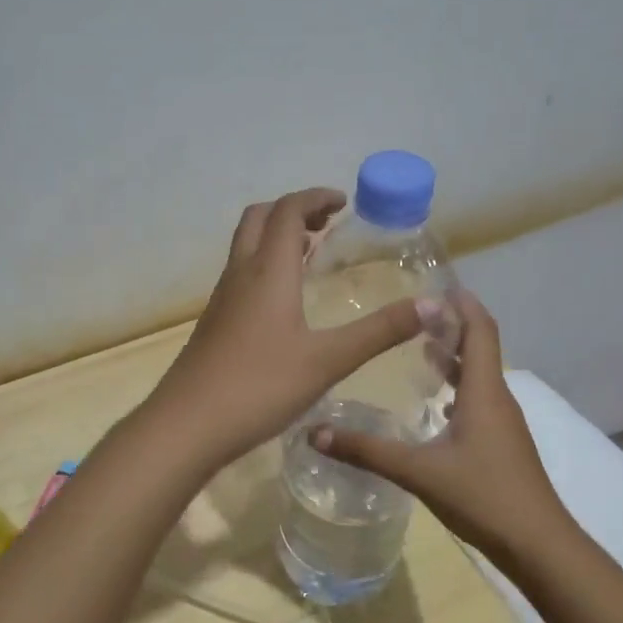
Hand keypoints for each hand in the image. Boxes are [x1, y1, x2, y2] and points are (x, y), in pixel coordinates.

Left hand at [146, 188, 425, 468]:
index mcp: (269, 272)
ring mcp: (222, 299)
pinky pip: (241, 274)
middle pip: (260, 218)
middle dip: (293, 210)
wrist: (187, 425)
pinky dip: (265, 265)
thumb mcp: (328, 360)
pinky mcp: (214, 322)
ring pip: (246, 246)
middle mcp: (241, 274)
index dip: (315, 197)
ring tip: (311, 252)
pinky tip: (284, 300)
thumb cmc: (260, 387)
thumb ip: (380, 331)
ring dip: (276, 236)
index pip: (288, 211)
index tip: (344, 202)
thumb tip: (434, 306)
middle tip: (326, 222)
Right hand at [311, 289, 575, 561]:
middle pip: (480, 347)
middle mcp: (497, 399)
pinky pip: (479, 399)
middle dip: (451, 325)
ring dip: (454, 356)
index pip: (480, 330)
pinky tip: (434, 402)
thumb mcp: (418, 472)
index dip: (461, 303)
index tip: (434, 284)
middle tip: (414, 312)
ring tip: (419, 345)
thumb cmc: (483, 496)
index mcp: (484, 391)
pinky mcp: (501, 444)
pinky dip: (457, 386)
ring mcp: (503, 423)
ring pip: (479, 375)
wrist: (539, 546)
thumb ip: (366, 451)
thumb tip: (314, 432)